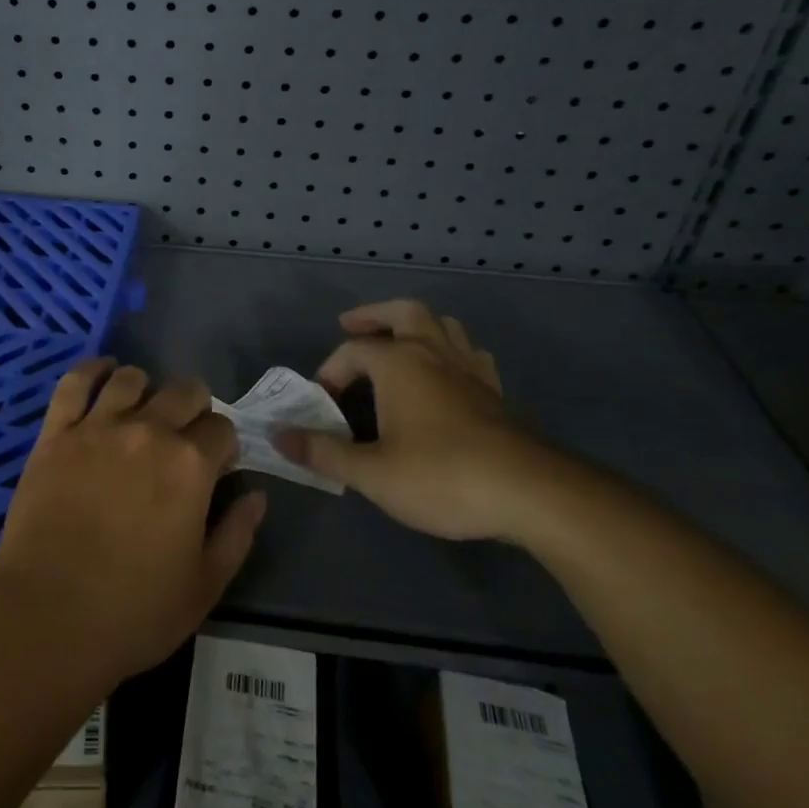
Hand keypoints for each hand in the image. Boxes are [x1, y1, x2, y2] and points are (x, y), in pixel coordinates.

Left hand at [0, 359, 267, 684]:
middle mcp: (147, 431)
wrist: (47, 618)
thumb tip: (256, 495)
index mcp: (190, 465)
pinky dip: (92, 370)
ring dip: (146, 390)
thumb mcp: (205, 585)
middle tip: (184, 437)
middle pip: (184, 391)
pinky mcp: (55, 433)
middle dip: (194, 408)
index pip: (221, 428)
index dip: (223, 446)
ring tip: (142, 411)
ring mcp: (97, 427)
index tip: (216, 467)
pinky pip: (75, 382)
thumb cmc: (134, 612)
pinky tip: (103, 373)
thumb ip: (237, 533)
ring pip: (131, 378)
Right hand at [274, 300, 552, 541]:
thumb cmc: (441, 476)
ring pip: (444, 326)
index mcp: (399, 363)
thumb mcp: (372, 472)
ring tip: (400, 343)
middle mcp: (434, 353)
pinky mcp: (496, 392)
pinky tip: (448, 373)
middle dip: (375, 316)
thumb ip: (323, 452)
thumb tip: (278, 437)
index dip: (330, 371)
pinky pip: (470, 355)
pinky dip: (451, 353)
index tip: (321, 402)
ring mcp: (470, 370)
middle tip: (352, 325)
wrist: (530, 494)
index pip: (353, 350)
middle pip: (404, 313)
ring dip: (417, 327)